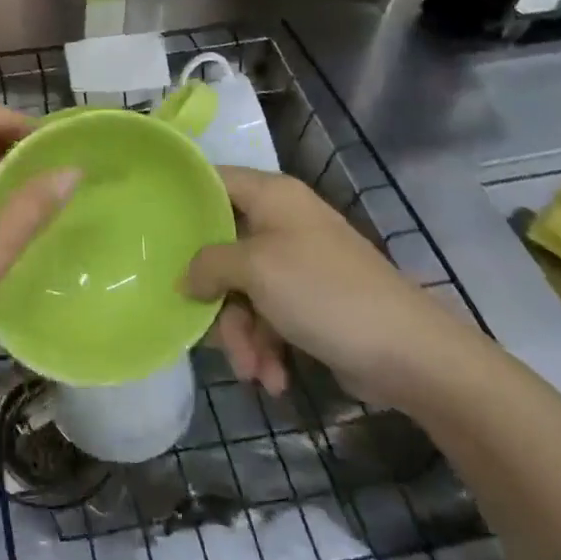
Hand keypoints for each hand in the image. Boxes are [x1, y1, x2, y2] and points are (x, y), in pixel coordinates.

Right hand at [185, 166, 481, 404]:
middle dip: (216, 296)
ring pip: (242, 290)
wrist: (410, 354)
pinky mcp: (309, 301)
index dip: (182, 201)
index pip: (213, 180)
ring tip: (254, 371)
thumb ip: (208, 263)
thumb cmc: (324, 293)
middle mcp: (282, 222)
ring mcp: (297, 263)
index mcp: (272, 196)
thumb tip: (186, 277)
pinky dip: (266, 347)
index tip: (151, 229)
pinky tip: (274, 378)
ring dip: (242, 334)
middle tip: (209, 327)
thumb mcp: (255, 270)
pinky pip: (268, 315)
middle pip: (222, 247)